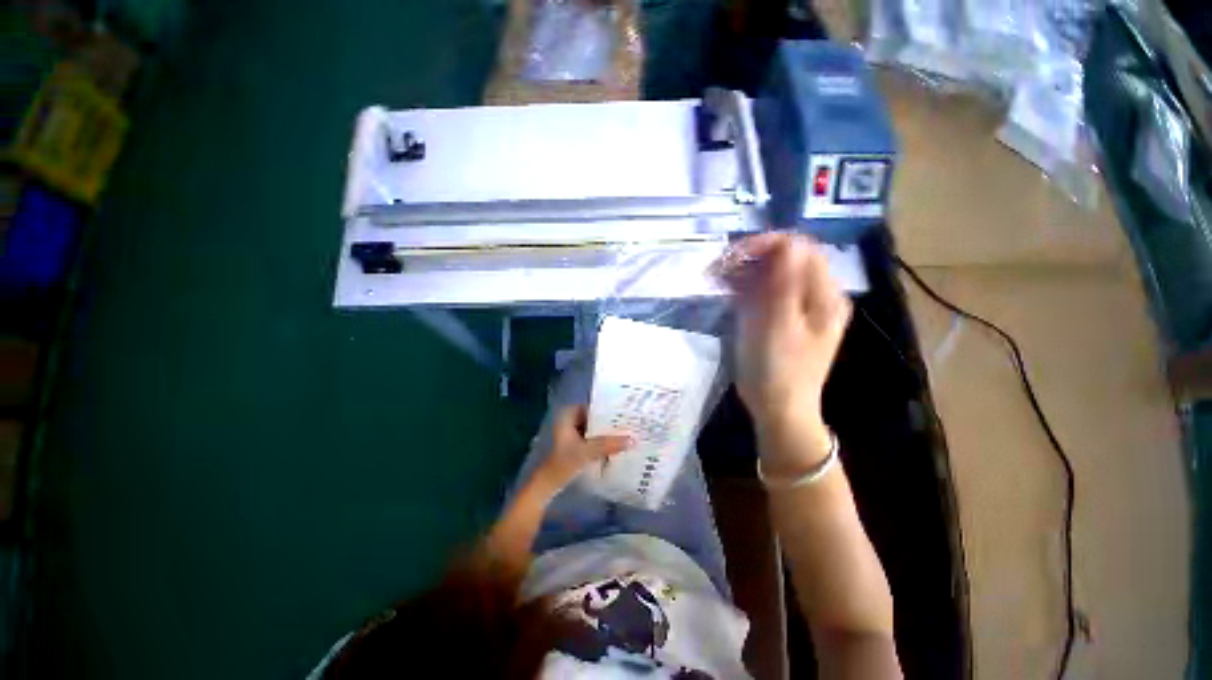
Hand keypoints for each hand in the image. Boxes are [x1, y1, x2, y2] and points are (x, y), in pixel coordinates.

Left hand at [531, 406, 631, 497]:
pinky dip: (604, 440)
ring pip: (596, 427)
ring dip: (609, 432)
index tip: (628, 412)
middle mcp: (571, 417)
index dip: (611, 409)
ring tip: (629, 432)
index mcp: (569, 413)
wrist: (548, 484)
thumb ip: (609, 444)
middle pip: (596, 417)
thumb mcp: (587, 452)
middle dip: (612, 422)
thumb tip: (633, 439)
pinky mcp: (577, 442)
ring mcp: (573, 430)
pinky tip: (619, 443)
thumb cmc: (563, 464)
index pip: (595, 406)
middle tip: (632, 423)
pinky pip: (594, 436)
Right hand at [716, 233, 850, 435]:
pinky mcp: (781, 318)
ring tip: (717, 277)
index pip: (801, 249)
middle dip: (752, 257)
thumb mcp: (778, 325)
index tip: (734, 255)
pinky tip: (726, 289)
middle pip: (787, 259)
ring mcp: (798, 307)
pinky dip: (746, 286)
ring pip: (773, 275)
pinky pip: (766, 292)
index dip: (767, 244)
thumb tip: (786, 242)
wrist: (778, 408)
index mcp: (824, 295)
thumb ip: (784, 282)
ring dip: (745, 271)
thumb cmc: (778, 369)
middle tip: (720, 267)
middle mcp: (815, 296)